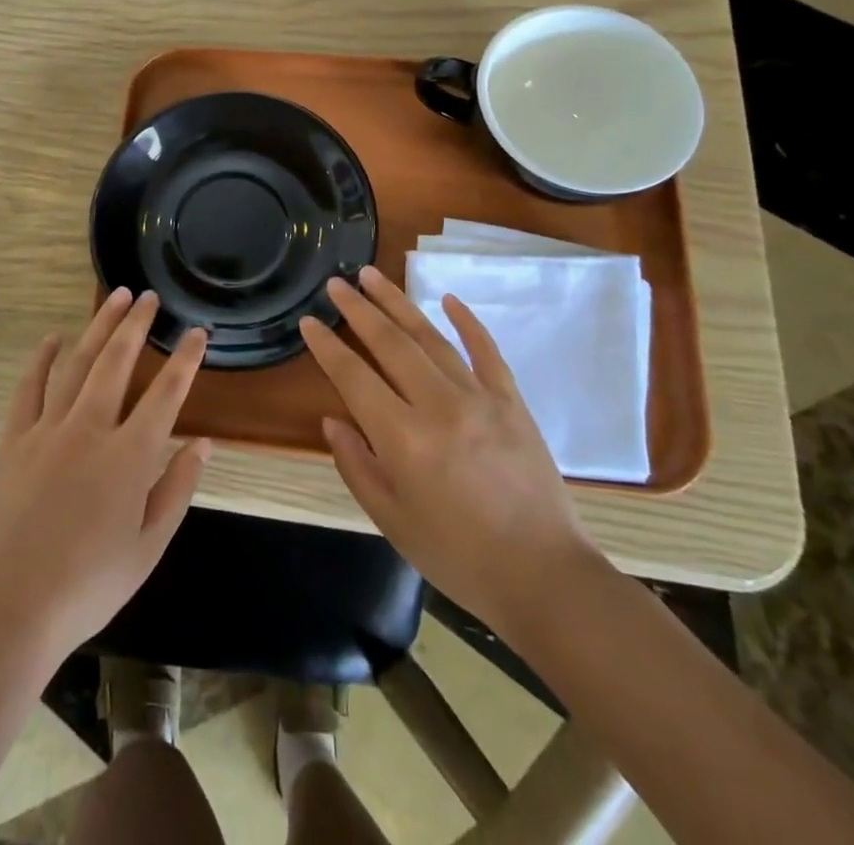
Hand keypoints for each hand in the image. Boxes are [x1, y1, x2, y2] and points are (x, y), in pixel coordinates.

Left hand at [0, 289, 211, 661]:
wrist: (11, 608)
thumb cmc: (89, 585)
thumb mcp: (149, 547)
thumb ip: (177, 489)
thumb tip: (203, 443)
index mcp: (129, 457)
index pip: (167, 394)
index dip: (185, 359)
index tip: (197, 332)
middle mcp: (90, 429)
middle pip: (117, 362)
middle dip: (136, 324)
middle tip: (148, 296)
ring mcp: (48, 430)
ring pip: (77, 363)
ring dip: (97, 327)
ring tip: (113, 298)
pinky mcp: (15, 440)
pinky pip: (29, 388)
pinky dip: (41, 359)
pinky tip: (52, 338)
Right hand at [299, 267, 597, 640]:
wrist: (545, 578)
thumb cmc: (458, 557)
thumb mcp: (392, 520)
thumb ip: (357, 465)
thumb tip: (333, 419)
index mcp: (404, 439)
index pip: (354, 377)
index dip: (327, 347)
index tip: (308, 321)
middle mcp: (439, 406)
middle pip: (390, 343)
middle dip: (358, 309)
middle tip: (336, 283)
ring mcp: (480, 398)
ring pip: (431, 337)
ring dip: (398, 302)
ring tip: (373, 275)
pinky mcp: (512, 401)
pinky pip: (486, 351)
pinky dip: (467, 322)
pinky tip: (448, 298)